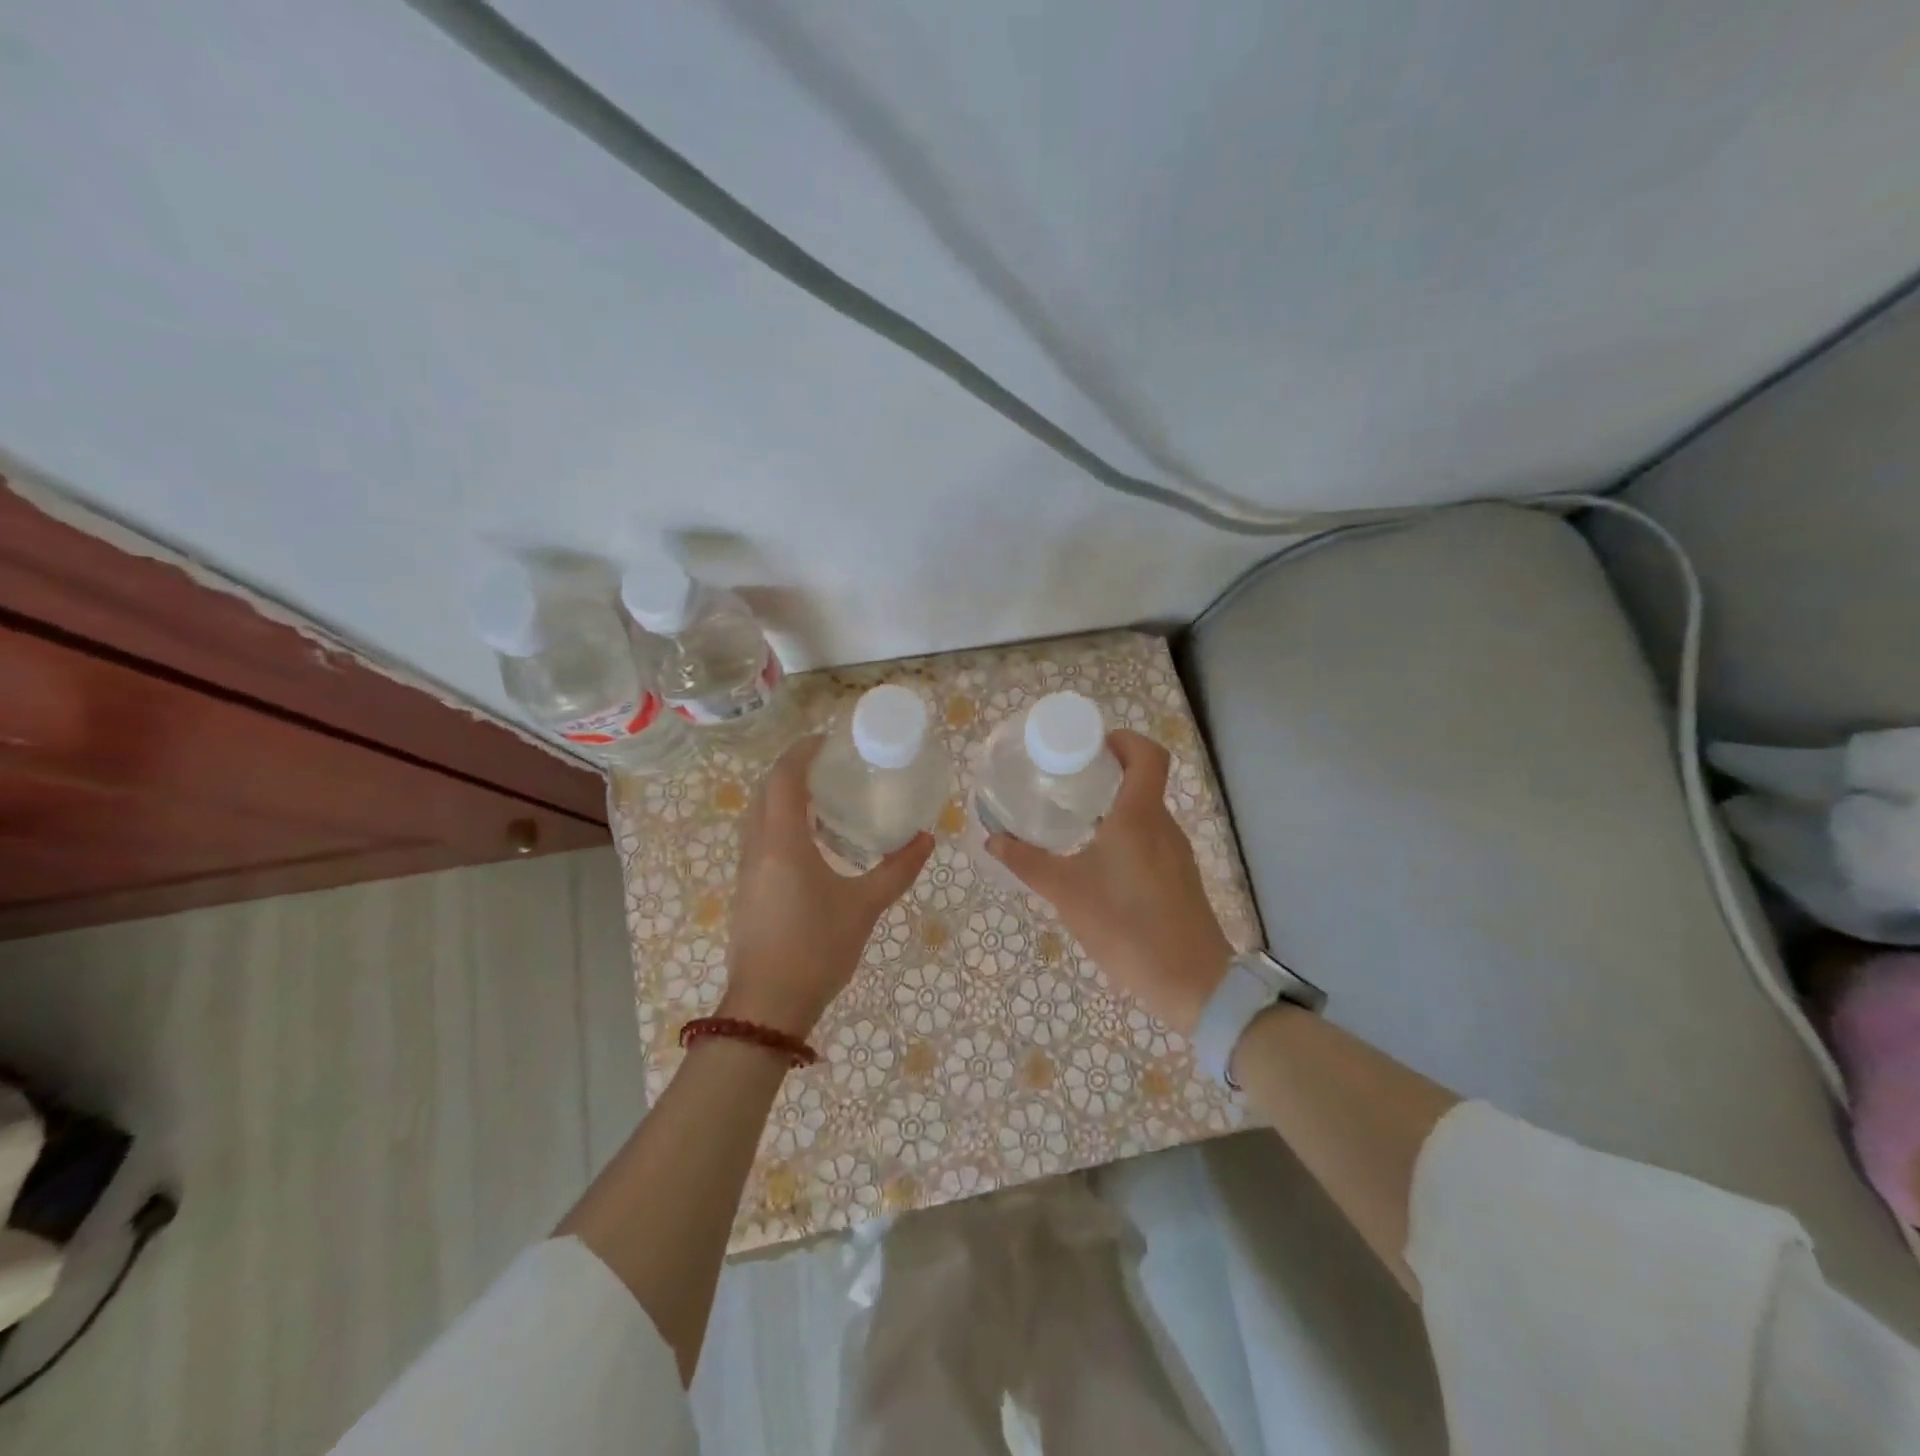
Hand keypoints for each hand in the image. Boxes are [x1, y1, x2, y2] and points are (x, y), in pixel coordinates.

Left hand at [722, 735, 933, 1037]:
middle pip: (766, 792)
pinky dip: (780, 824)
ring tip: (824, 800)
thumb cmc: (816, 949)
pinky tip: (812, 844)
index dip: (802, 753)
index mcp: (783, 842)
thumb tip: (927, 839)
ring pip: (758, 816)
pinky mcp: (747, 890)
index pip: (783, 779)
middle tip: (831, 767)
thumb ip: (896, 870)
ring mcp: (747, 870)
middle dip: (793, 771)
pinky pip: (759, 839)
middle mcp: (757, 847)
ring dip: (784, 798)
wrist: (768, 1006)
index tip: (828, 741)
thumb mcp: (864, 907)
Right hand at [986, 730, 1232, 1036]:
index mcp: (1140, 816)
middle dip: (1106, 773)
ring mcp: (1175, 852)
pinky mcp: (1179, 877)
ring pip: (1145, 812)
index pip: (1148, 754)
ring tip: (1074, 819)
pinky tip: (1098, 862)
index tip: (1090, 746)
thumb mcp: (1067, 893)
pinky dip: (1125, 834)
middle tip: (1065, 780)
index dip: (1123, 739)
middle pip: (1143, 780)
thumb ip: (1028, 862)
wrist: (1191, 982)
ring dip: (1114, 806)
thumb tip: (992, 838)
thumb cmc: (1127, 926)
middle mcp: (1163, 825)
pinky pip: (1150, 839)